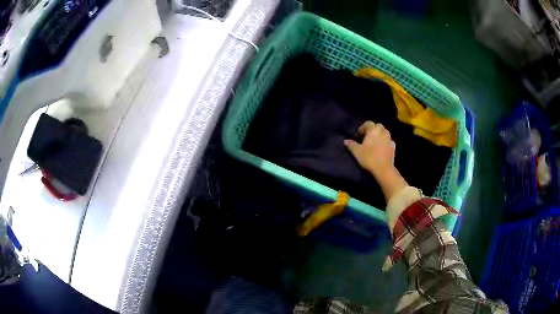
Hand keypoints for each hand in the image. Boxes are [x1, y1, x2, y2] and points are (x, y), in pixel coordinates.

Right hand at [344, 121, 407, 202]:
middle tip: (367, 138)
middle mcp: (382, 131)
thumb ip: (351, 144)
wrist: (383, 169)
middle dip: (372, 130)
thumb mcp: (357, 152)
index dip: (362, 128)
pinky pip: (388, 141)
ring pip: (384, 133)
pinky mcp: (394, 147)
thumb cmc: (369, 158)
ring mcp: (389, 139)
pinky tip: (381, 148)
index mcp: (373, 130)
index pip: (368, 123)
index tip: (358, 135)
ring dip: (379, 135)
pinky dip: (384, 142)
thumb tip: (345, 141)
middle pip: (377, 126)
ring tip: (374, 143)